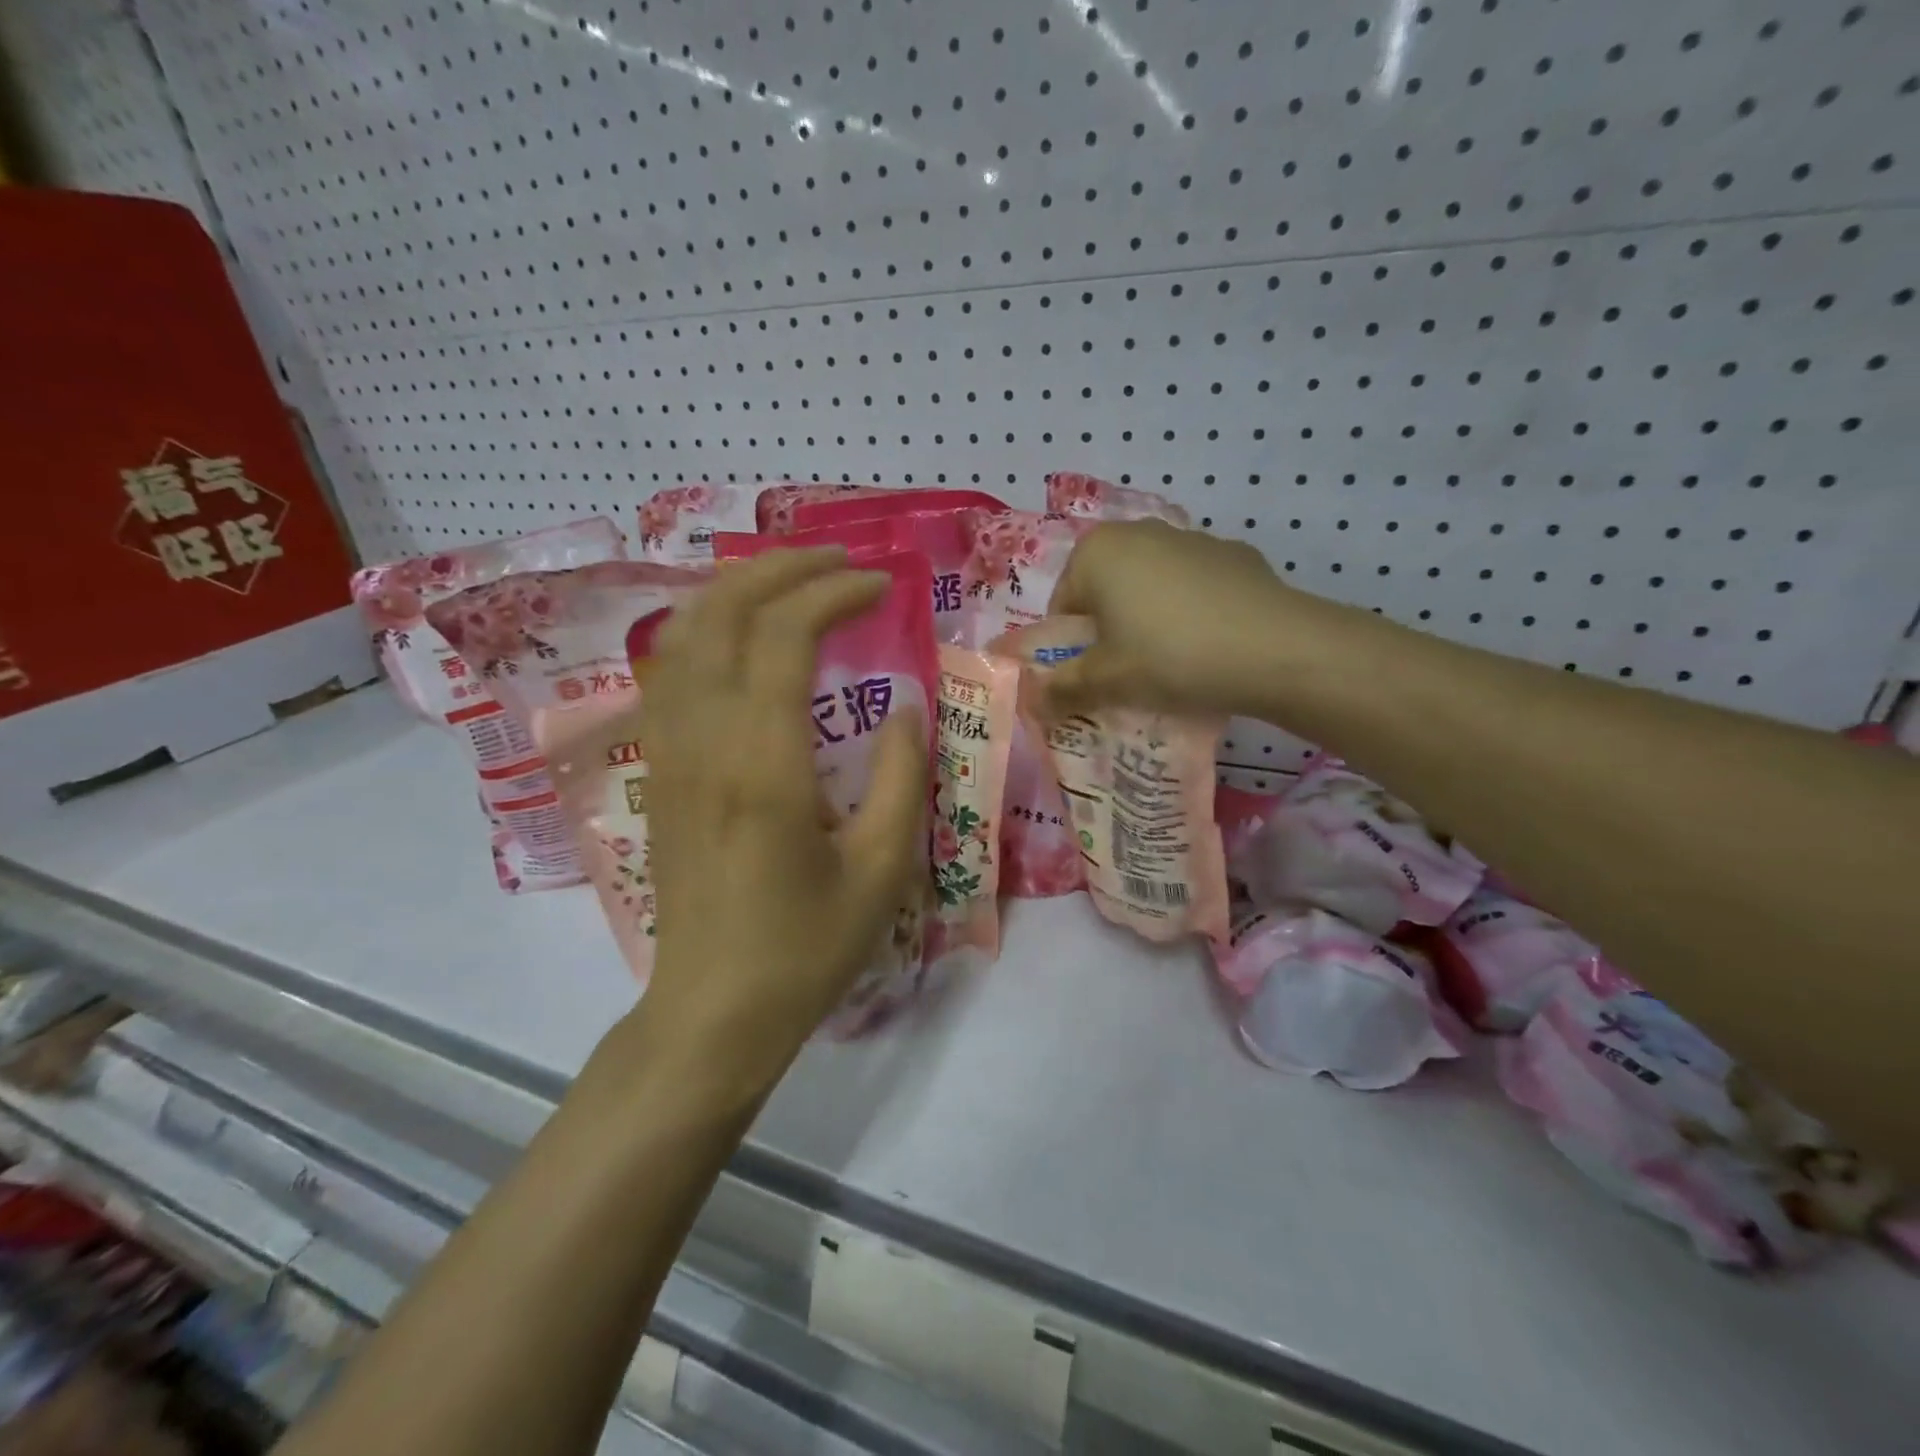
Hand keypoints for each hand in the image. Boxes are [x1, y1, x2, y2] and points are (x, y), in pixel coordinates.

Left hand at [637, 547, 925, 1087]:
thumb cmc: (807, 947)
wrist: (715, 1007)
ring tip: (790, 580)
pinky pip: (668, 672)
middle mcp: (705, 739)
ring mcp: (671, 751)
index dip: (834, 592)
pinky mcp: (661, 770)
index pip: (785, 634)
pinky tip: (738, 635)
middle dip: (780, 568)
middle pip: (722, 612)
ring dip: (735, 589)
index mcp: (764, 762)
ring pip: (682, 633)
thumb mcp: (882, 867)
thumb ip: (903, 775)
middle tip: (837, 561)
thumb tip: (906, 705)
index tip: (881, 585)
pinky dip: (703, 628)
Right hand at [1038, 519, 1312, 719]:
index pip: (1063, 607)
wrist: (1275, 648)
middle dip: (1110, 632)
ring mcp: (1191, 538)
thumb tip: (1031, 702)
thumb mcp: (1107, 681)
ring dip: (1149, 620)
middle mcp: (1139, 531)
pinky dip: (1190, 612)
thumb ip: (1062, 689)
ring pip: (1150, 587)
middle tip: (1128, 674)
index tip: (1094, 679)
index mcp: (1096, 551)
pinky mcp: (1234, 554)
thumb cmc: (1169, 657)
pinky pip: (1193, 588)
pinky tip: (1210, 646)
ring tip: (1172, 663)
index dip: (1073, 649)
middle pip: (1105, 592)